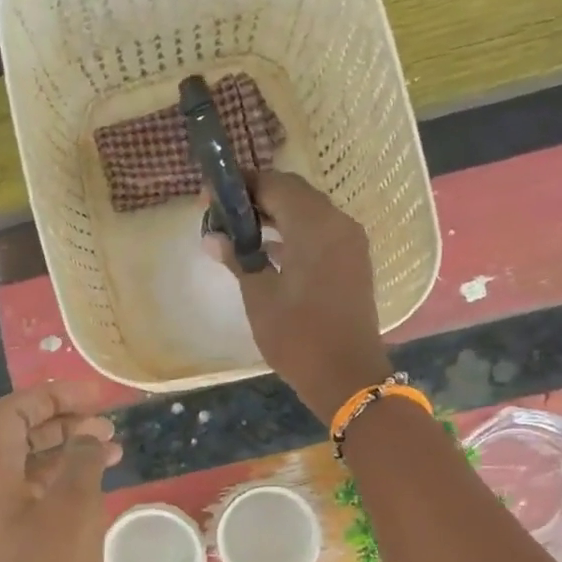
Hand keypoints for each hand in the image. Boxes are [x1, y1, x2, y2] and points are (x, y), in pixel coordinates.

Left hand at [0, 382, 121, 561]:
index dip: (53, 396)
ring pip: (32, 471)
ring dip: (69, 453)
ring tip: (113, 448)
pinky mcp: (15, 552)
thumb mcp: (71, 513)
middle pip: (19, 439)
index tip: (97, 397)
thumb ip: (81, 462)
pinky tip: (100, 488)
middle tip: (109, 423)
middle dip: (63, 422)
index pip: (12, 414)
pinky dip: (67, 486)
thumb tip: (89, 436)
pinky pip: (38, 502)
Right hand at [207, 171, 391, 422]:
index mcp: (315, 226)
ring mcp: (350, 243)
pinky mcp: (352, 262)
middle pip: (293, 194)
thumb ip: (238, 258)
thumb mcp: (259, 297)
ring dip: (274, 216)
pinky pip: (319, 233)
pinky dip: (292, 233)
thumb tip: (212, 237)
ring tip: (237, 232)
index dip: (240, 186)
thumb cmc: (298, 337)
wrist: (347, 377)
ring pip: (307, 213)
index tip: (209, 196)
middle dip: (256, 198)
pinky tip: (266, 251)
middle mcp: (338, 224)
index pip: (274, 184)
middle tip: (220, 214)